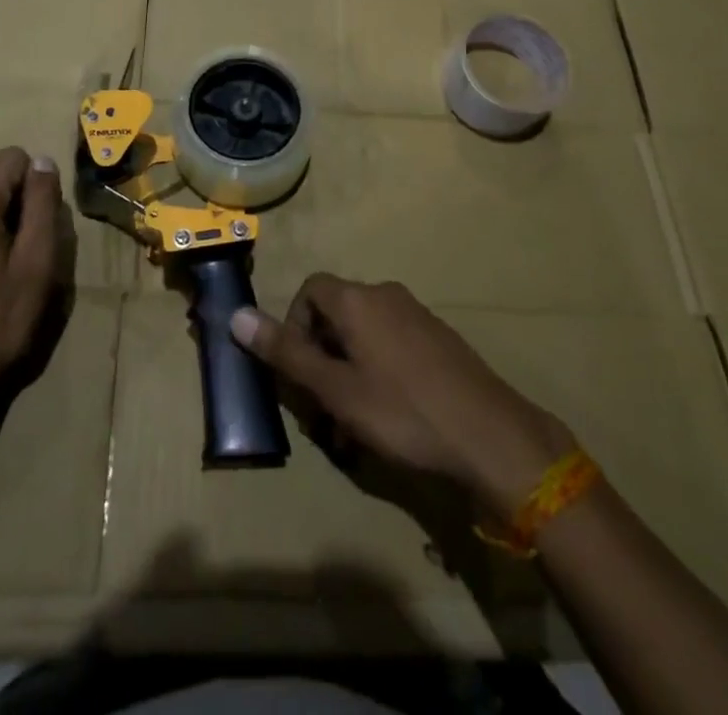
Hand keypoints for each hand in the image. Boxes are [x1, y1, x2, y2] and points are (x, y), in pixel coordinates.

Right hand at [232, 275, 575, 516]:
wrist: (491, 435)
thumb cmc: (403, 411)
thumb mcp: (335, 389)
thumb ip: (286, 353)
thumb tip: (236, 315)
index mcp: (358, 299)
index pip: (310, 291)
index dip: (294, 326)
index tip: (298, 370)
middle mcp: (386, 295)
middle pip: (337, 314)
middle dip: (321, 357)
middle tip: (323, 408)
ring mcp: (417, 315)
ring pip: (366, 335)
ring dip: (349, 372)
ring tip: (353, 425)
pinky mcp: (439, 339)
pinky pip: (394, 346)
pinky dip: (379, 373)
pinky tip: (389, 419)